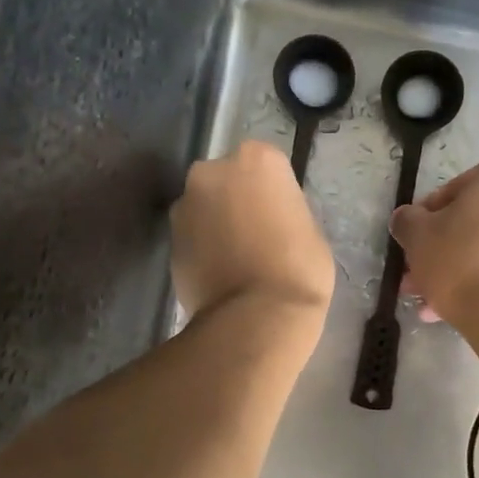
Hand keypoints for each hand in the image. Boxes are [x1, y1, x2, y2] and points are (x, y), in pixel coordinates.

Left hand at [171, 141, 333, 325]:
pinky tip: (220, 271)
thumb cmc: (299, 268)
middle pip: (227, 179)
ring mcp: (185, 204)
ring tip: (237, 257)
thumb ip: (284, 208)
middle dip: (238, 199)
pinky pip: (192, 235)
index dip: (274, 191)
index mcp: (257, 159)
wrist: (255, 318)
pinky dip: (202, 246)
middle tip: (257, 232)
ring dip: (216, 222)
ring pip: (205, 206)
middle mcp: (212, 171)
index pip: (267, 164)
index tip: (281, 214)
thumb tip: (270, 215)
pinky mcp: (168, 239)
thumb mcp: (310, 228)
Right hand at [391, 159, 478, 329]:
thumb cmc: (461, 262)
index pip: (452, 192)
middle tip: (421, 277)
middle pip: (475, 222)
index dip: (426, 220)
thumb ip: (407, 219)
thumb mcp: (417, 236)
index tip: (414, 246)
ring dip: (463, 269)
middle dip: (445, 251)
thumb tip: (407, 218)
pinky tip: (465, 307)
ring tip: (435, 302)